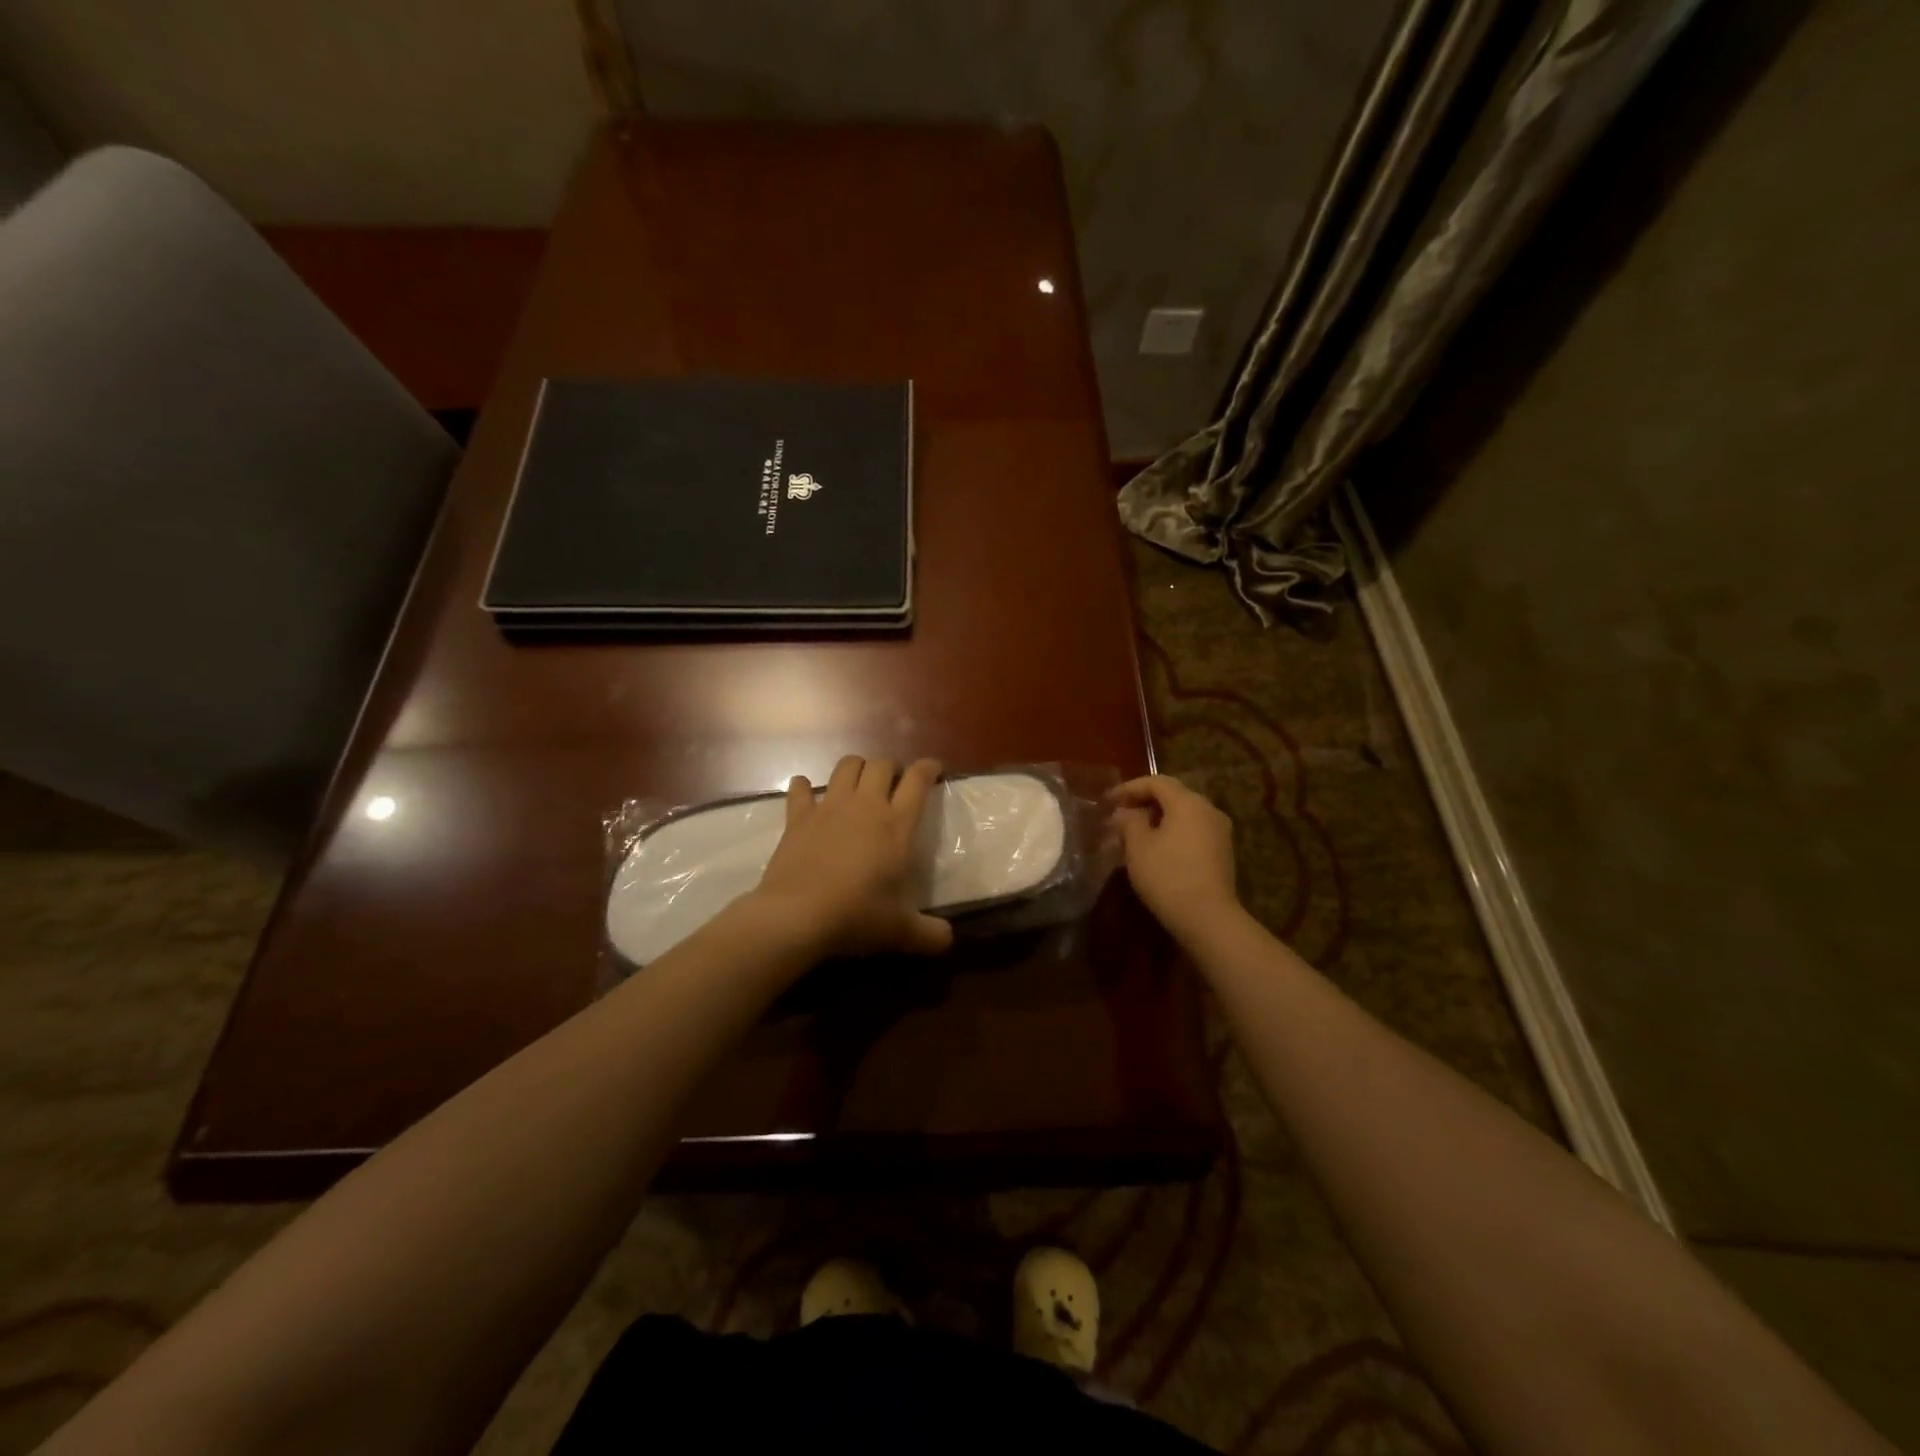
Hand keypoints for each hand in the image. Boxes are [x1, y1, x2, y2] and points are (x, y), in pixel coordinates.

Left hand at [750, 755, 954, 958]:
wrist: (797, 916)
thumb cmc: (856, 916)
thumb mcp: (900, 931)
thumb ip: (929, 934)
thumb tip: (948, 940)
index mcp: (896, 825)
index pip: (918, 781)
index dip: (928, 768)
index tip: (934, 769)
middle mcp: (865, 806)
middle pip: (881, 765)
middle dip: (891, 767)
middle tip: (894, 783)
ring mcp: (829, 808)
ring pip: (846, 766)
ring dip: (856, 768)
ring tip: (859, 782)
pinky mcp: (797, 818)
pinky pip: (801, 790)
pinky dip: (804, 787)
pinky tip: (806, 791)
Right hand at [1111, 775, 1240, 942]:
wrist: (1207, 918)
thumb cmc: (1167, 875)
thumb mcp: (1138, 846)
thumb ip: (1129, 821)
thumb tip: (1126, 813)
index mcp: (1188, 802)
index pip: (1156, 782)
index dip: (1129, 788)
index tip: (1107, 801)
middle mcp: (1208, 810)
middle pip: (1172, 797)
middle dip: (1143, 804)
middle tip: (1119, 817)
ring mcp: (1219, 833)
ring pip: (1182, 816)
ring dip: (1156, 821)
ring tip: (1132, 836)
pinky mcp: (1221, 854)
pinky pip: (1191, 833)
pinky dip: (1171, 835)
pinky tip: (1153, 852)